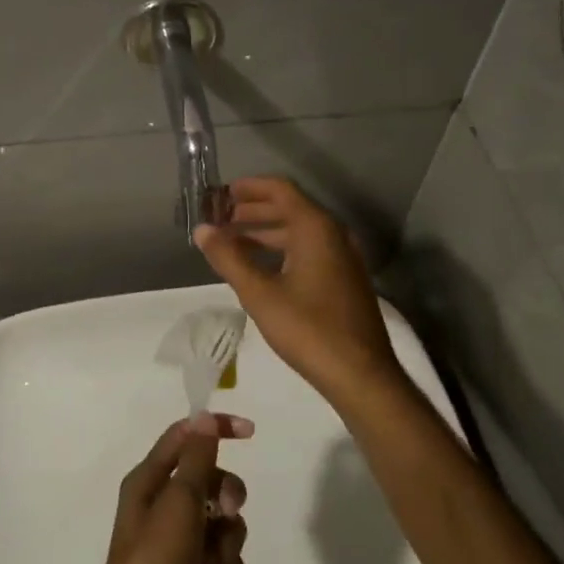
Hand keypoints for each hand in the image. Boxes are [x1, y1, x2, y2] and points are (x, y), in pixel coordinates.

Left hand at [87, 413, 251, 563]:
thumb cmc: (155, 563)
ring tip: (210, 563)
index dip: (215, 429)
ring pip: (223, 522)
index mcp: (149, 482)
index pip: (185, 438)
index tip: (250, 433)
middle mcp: (162, 508)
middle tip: (226, 511)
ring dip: (226, 540)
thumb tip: (203, 417)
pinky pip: (224, 558)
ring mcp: (179, 545)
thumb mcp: (178, 502)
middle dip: (226, 495)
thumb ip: (197, 459)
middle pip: (210, 481)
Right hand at [193, 177, 402, 405]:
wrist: (361, 375)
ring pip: (299, 232)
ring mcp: (343, 257)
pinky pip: (309, 250)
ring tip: (231, 243)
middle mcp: (333, 234)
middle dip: (252, 211)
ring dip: (265, 232)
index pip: (281, 190)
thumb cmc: (308, 329)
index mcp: (316, 228)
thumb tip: (202, 229)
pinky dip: (281, 250)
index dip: (249, 188)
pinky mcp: (344, 279)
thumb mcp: (260, 294)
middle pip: (289, 208)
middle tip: (219, 219)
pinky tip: (260, 268)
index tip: (221, 193)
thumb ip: (229, 258)